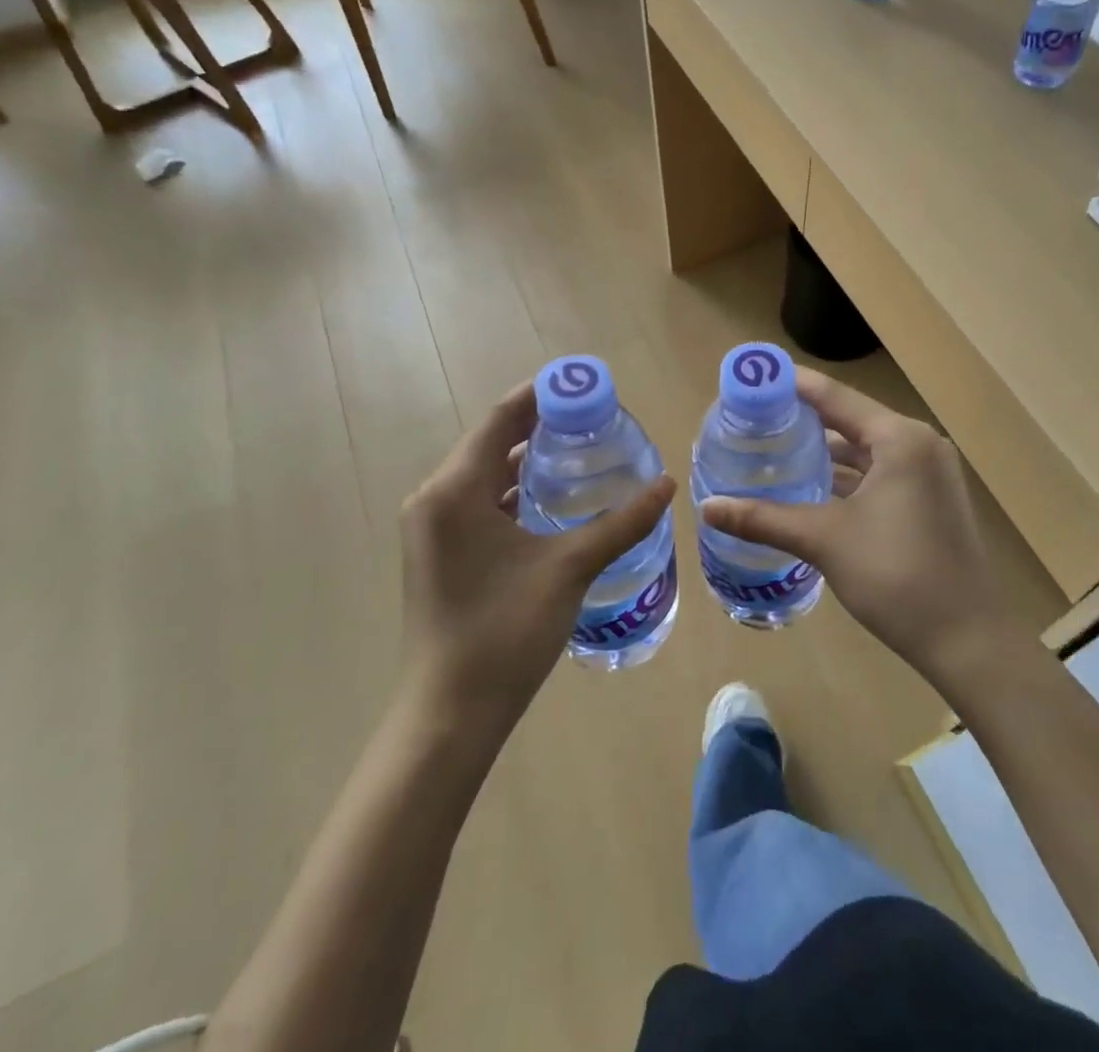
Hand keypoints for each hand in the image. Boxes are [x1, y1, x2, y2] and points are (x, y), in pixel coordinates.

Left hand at [398, 382, 675, 727]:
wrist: (450, 714)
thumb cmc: (505, 632)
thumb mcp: (570, 568)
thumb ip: (621, 523)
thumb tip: (667, 485)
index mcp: (454, 490)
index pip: (500, 419)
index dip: (542, 395)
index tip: (585, 384)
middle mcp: (434, 498)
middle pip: (490, 442)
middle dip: (539, 425)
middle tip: (594, 416)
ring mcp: (432, 527)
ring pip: (483, 473)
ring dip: (526, 458)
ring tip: (580, 448)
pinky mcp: (439, 551)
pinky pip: (477, 501)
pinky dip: (512, 489)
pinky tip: (551, 498)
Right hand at [700, 371, 1026, 687]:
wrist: (968, 641)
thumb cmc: (897, 576)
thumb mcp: (825, 540)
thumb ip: (765, 518)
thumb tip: (707, 508)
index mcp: (900, 438)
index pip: (835, 396)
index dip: (792, 385)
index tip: (752, 378)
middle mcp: (919, 445)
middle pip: (850, 421)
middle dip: (803, 421)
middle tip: (753, 421)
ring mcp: (929, 475)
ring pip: (865, 452)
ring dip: (824, 454)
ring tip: (773, 453)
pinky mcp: (929, 502)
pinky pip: (879, 475)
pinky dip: (846, 479)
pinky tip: (810, 489)